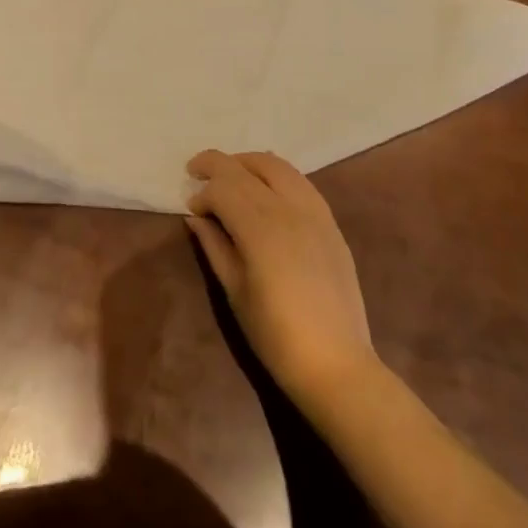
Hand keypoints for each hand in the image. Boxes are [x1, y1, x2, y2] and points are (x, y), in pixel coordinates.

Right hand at [187, 150, 379, 410]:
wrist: (335, 364)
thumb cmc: (275, 334)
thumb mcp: (234, 290)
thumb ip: (214, 245)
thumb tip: (196, 217)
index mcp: (260, 227)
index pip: (222, 188)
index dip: (202, 193)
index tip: (191, 210)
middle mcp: (287, 209)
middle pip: (245, 168)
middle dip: (217, 165)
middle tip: (196, 172)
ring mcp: (314, 212)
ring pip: (276, 165)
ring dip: (247, 163)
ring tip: (230, 175)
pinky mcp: (330, 222)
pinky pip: (299, 181)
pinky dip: (275, 175)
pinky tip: (265, 189)